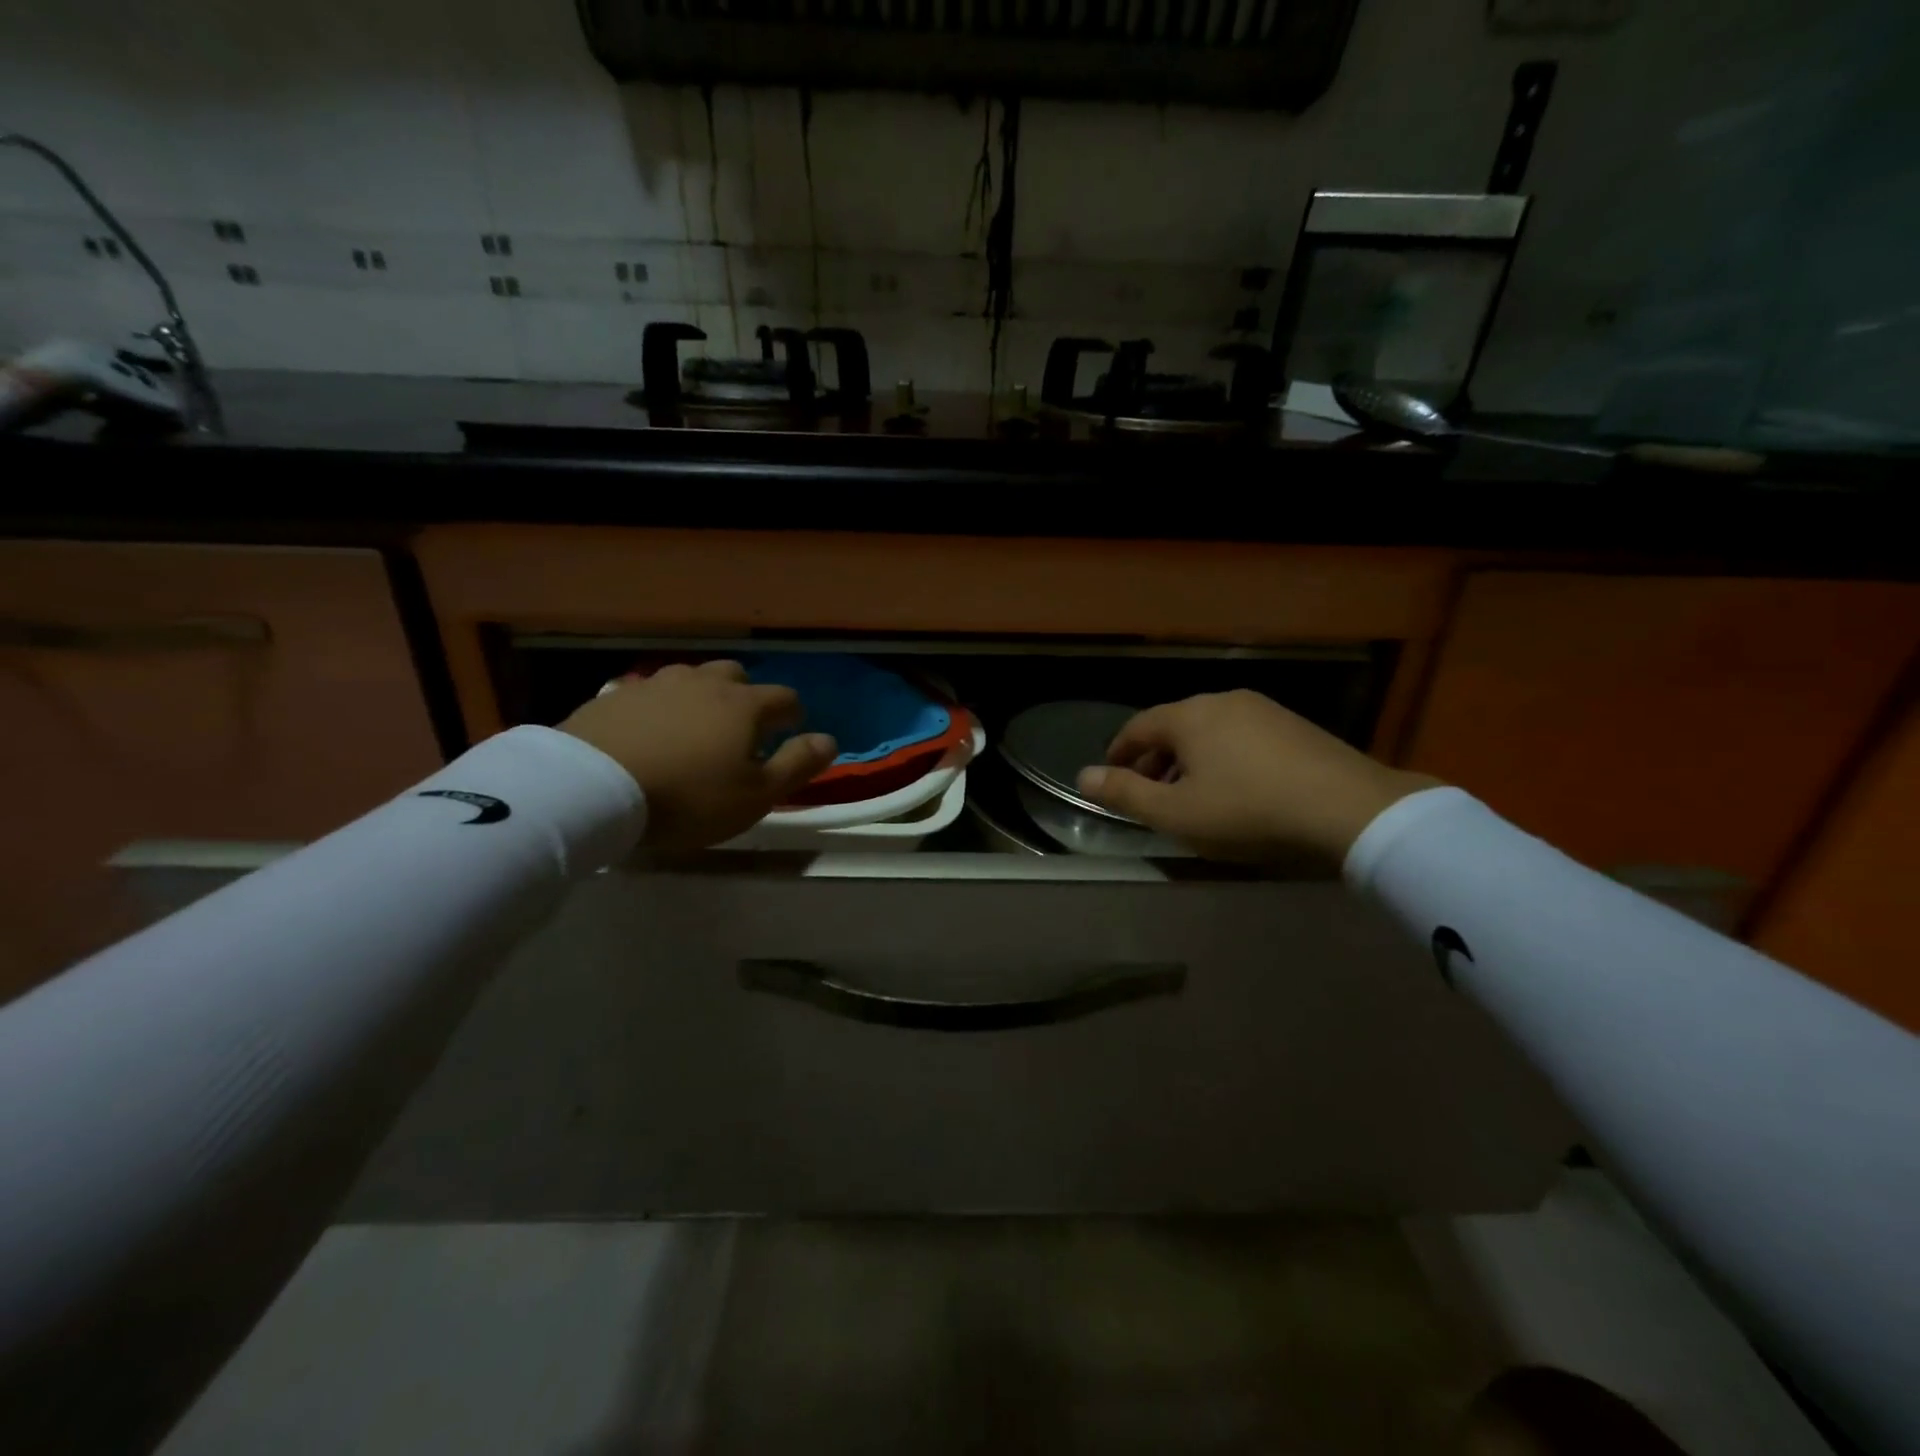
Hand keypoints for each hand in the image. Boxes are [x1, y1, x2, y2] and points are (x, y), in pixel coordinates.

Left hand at [559, 661, 837, 849]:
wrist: (591, 788)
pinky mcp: (614, 695)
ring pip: (690, 678)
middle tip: (741, 728)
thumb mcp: (755, 795)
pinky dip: (659, 707)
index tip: (790, 733)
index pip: (784, 697)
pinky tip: (649, 731)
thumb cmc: (688, 796)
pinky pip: (649, 693)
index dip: (793, 715)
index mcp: (743, 705)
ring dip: (701, 696)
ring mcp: (655, 684)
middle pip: (735, 675)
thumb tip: (829, 739)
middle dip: (746, 695)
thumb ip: (797, 764)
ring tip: (694, 727)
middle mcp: (703, 683)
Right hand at [1075, 690, 1439, 866]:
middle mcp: (1223, 701)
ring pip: (1210, 731)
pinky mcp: (1296, 727)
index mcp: (1189, 716)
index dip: (1119, 751)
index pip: (1139, 726)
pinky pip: (1242, 737)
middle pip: (1175, 726)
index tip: (1111, 774)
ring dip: (1190, 760)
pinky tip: (1236, 789)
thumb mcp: (1176, 813)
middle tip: (1149, 792)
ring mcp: (1264, 710)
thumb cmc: (1248, 811)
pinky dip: (1224, 758)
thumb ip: (1125, 794)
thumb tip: (1082, 775)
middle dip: (1155, 759)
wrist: (1349, 810)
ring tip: (1191, 795)